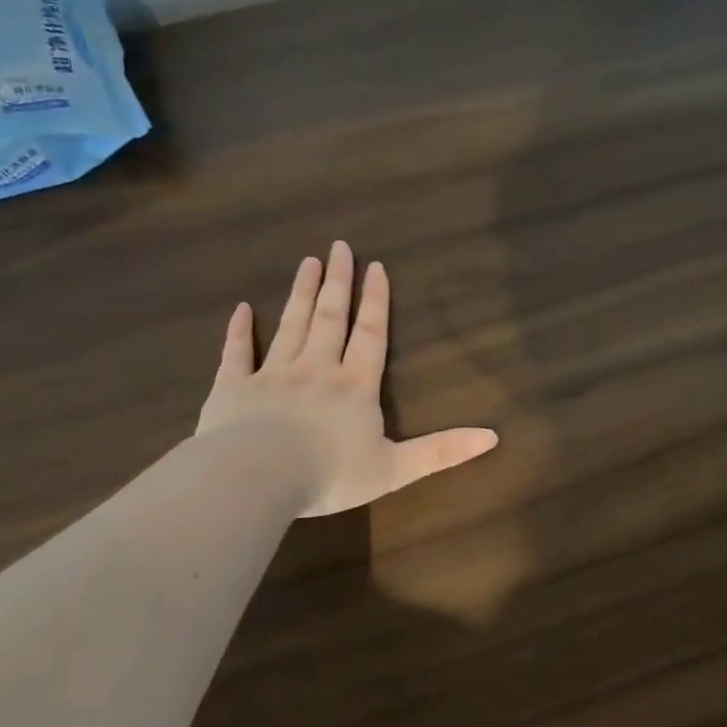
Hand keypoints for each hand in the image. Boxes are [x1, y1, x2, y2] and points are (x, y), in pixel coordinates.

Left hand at [197, 241, 498, 515]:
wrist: (257, 478)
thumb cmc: (330, 474)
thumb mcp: (396, 469)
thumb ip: (442, 451)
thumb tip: (493, 437)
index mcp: (355, 386)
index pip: (370, 335)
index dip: (376, 301)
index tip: (375, 267)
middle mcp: (317, 369)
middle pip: (330, 318)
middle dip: (337, 283)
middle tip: (338, 248)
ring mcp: (273, 374)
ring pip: (290, 325)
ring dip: (301, 293)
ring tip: (307, 263)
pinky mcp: (233, 387)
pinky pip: (237, 352)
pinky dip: (239, 330)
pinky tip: (241, 309)